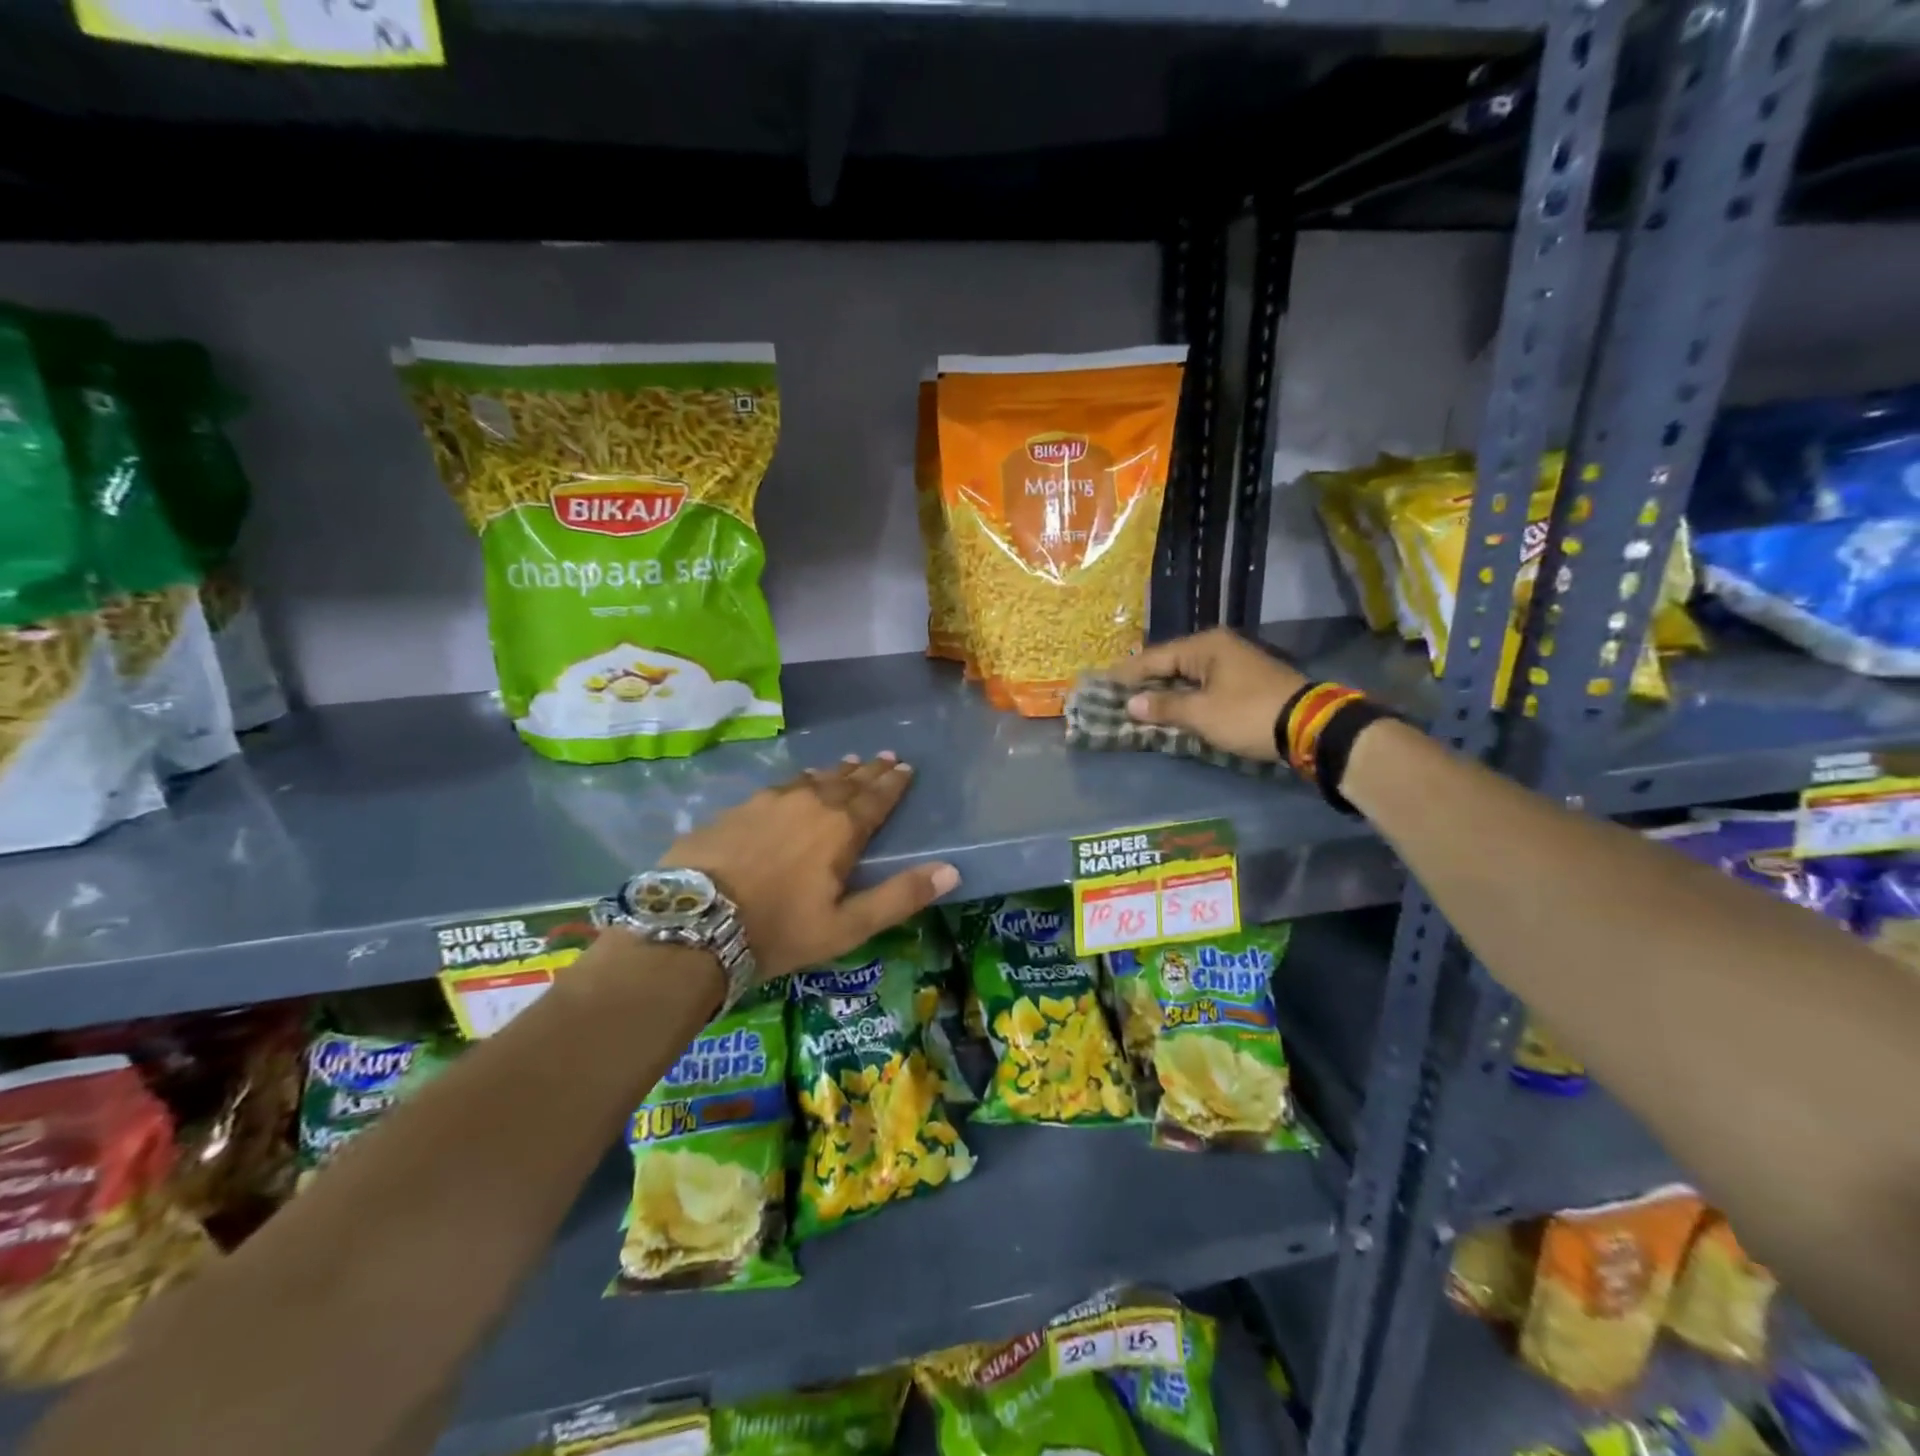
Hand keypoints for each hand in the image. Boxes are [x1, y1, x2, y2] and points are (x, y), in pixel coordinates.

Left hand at [661, 753, 959, 980]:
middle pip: (847, 781)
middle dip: (869, 770)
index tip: (906, 767)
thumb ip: (900, 896)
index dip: (893, 783)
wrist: (694, 923)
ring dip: (835, 772)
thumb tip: (952, 870)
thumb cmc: (779, 929)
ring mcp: (769, 801)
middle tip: (885, 757)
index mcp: (840, 829)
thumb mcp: (847, 926)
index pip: (876, 798)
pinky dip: (800, 781)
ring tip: (849, 763)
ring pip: (813, 779)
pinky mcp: (738, 808)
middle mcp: (810, 803)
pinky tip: (798, 782)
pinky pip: (781, 786)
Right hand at [1109, 629, 1307, 763]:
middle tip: (1115, 696)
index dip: (1126, 674)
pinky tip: (1170, 708)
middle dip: (1143, 682)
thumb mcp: (1201, 713)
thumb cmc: (1248, 714)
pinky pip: (1202, 685)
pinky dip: (1184, 697)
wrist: (1311, 726)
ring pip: (1186, 675)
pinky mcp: (1244, 682)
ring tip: (1136, 704)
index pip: (1153, 657)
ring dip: (1164, 691)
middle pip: (1169, 663)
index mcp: (1204, 646)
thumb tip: (1131, 704)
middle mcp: (1217, 647)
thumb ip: (1164, 707)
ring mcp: (1233, 663)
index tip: (1100, 685)